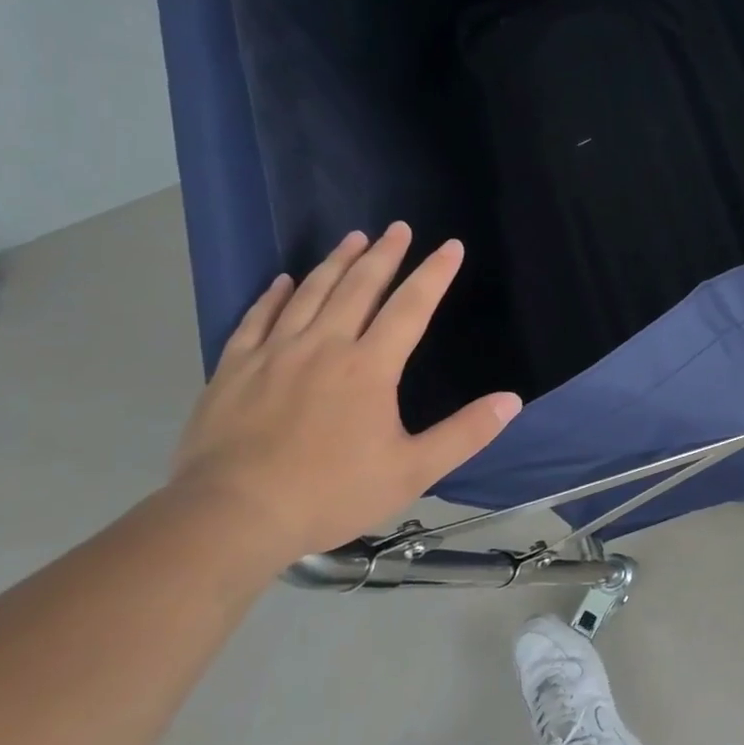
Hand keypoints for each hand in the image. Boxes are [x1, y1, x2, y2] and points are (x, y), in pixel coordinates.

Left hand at [169, 224, 520, 564]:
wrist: (231, 517)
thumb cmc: (330, 493)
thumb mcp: (412, 471)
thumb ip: (465, 433)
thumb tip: (512, 401)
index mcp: (369, 366)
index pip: (411, 307)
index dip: (434, 273)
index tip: (451, 246)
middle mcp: (323, 346)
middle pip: (359, 287)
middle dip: (384, 254)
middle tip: (398, 227)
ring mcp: (274, 353)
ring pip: (310, 293)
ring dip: (335, 262)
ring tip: (353, 238)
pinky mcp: (234, 369)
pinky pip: (256, 318)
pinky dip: (274, 295)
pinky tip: (282, 281)